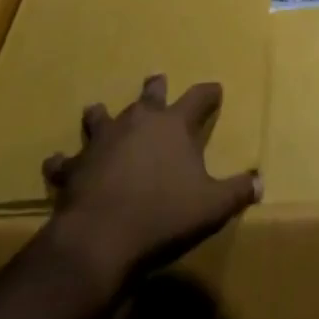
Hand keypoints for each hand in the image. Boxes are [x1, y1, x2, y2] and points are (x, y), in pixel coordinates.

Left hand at [40, 74, 261, 286]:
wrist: (100, 239)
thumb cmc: (164, 216)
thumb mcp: (212, 207)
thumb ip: (238, 191)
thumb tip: (260, 182)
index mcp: (173, 126)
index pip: (198, 98)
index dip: (208, 93)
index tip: (216, 89)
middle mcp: (137, 123)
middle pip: (149, 96)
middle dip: (156, 88)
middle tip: (156, 80)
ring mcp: (101, 142)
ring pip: (101, 117)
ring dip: (102, 114)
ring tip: (98, 110)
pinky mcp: (74, 168)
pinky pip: (64, 160)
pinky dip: (63, 161)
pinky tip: (58, 162)